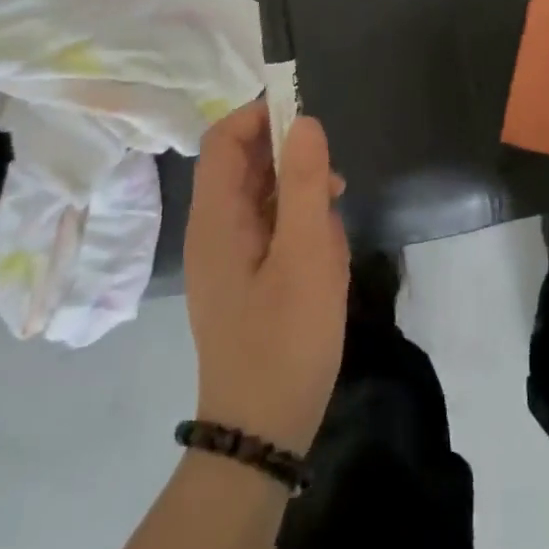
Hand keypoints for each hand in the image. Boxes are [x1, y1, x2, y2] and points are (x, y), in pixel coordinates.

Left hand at [184, 102, 350, 454]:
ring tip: (335, 216)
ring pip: (261, 195)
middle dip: (289, 156)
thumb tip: (304, 121)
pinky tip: (326, 247)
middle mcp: (213, 230)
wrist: (262, 433)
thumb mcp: (308, 254)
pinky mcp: (244, 277)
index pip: (224, 139)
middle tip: (332, 176)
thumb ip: (306, 182)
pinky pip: (269, 227)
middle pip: (243, 164)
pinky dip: (298, 222)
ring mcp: (227, 256)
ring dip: (300, 192)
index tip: (308, 118)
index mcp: (216, 218)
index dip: (261, 115)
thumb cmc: (285, 339)